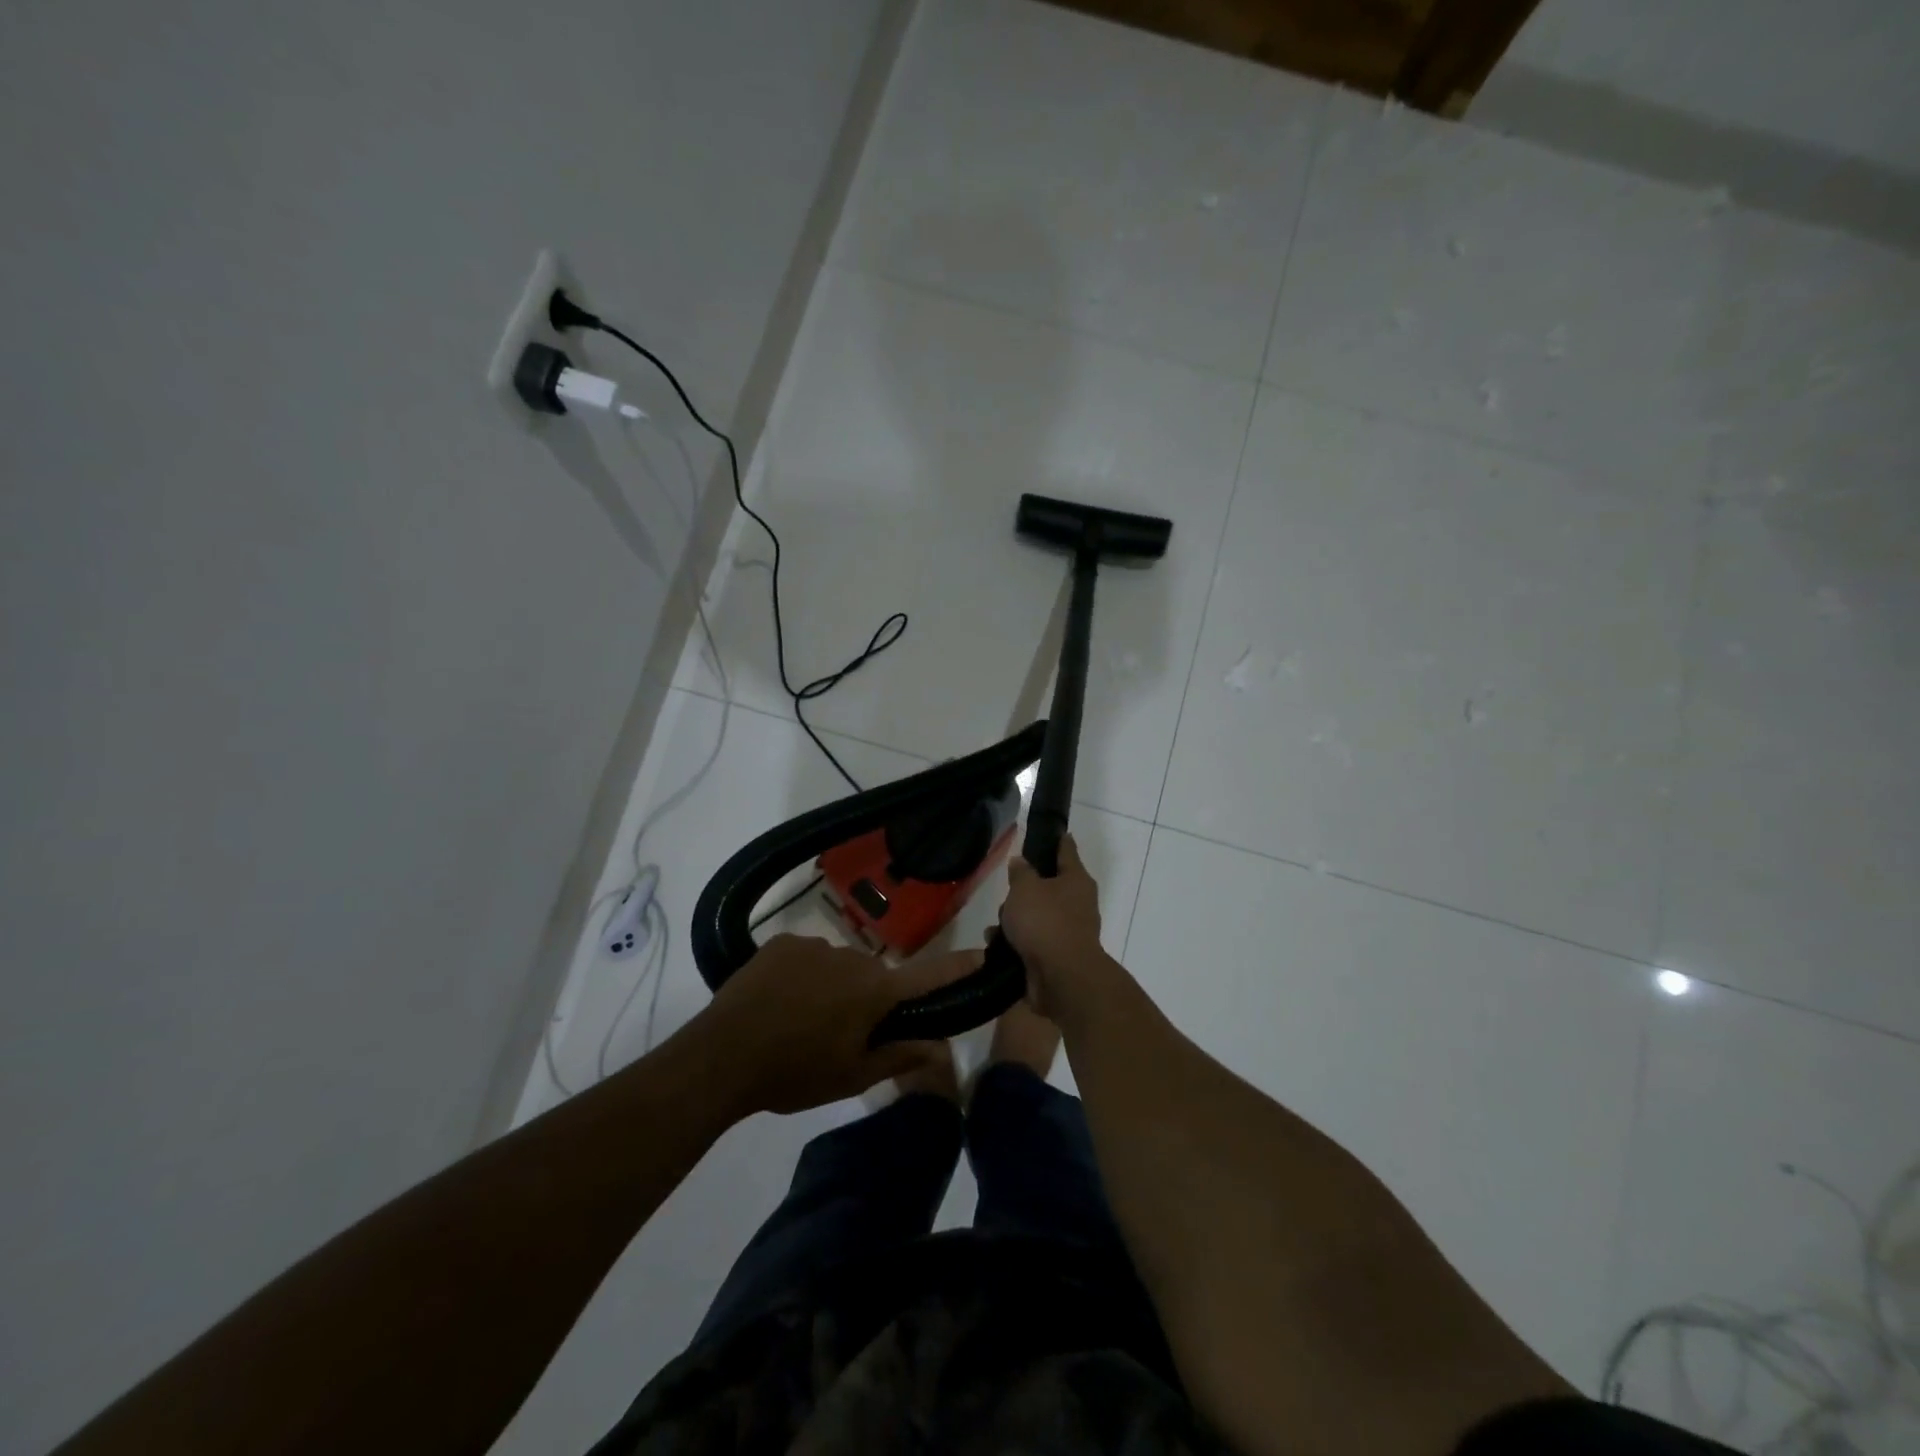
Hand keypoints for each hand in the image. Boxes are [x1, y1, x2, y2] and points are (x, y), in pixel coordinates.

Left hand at [695, 935, 978, 1115]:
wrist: (721, 1057)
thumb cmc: (795, 1073)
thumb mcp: (852, 1076)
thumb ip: (900, 1056)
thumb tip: (941, 1048)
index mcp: (875, 991)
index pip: (928, 976)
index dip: (958, 967)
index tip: (983, 954)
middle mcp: (852, 958)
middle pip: (875, 976)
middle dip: (869, 998)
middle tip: (842, 1035)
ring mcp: (814, 945)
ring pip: (839, 966)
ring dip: (833, 986)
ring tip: (801, 1021)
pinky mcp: (782, 942)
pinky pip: (807, 956)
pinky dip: (803, 975)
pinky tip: (779, 1002)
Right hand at [999, 834, 1109, 1020]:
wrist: (1061, 977)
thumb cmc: (1046, 922)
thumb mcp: (1025, 888)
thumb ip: (1021, 872)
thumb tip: (1021, 863)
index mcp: (1076, 880)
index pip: (1067, 850)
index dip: (1058, 840)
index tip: (1056, 832)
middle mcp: (1077, 903)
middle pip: (1048, 887)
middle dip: (1024, 890)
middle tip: (1007, 893)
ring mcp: (1068, 931)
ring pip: (1037, 916)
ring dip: (1015, 920)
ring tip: (995, 925)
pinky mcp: (1056, 956)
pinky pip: (1032, 941)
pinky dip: (1015, 942)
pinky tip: (996, 945)